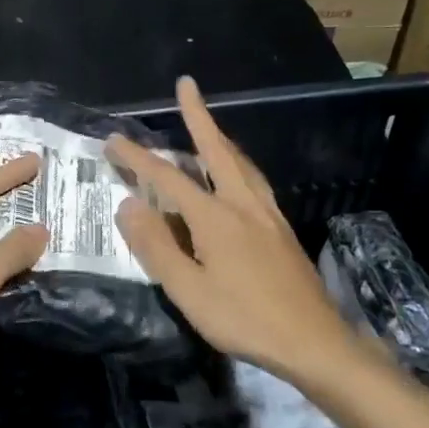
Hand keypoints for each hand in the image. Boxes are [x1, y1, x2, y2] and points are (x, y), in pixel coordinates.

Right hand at [109, 77, 359, 383]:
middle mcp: (243, 204)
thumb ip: (157, 246)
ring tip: (208, 125)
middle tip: (187, 86)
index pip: (168, 178)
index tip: (113, 138)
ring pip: (241, 163)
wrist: (314, 341)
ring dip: (221, 138)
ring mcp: (268, 214)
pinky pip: (255, 181)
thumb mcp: (189, 291)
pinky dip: (239, 163)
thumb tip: (128, 205)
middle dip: (198, 116)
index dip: (138, 157)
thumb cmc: (245, 320)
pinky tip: (238, 176)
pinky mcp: (282, 229)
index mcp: (215, 217)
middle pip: (217, 150)